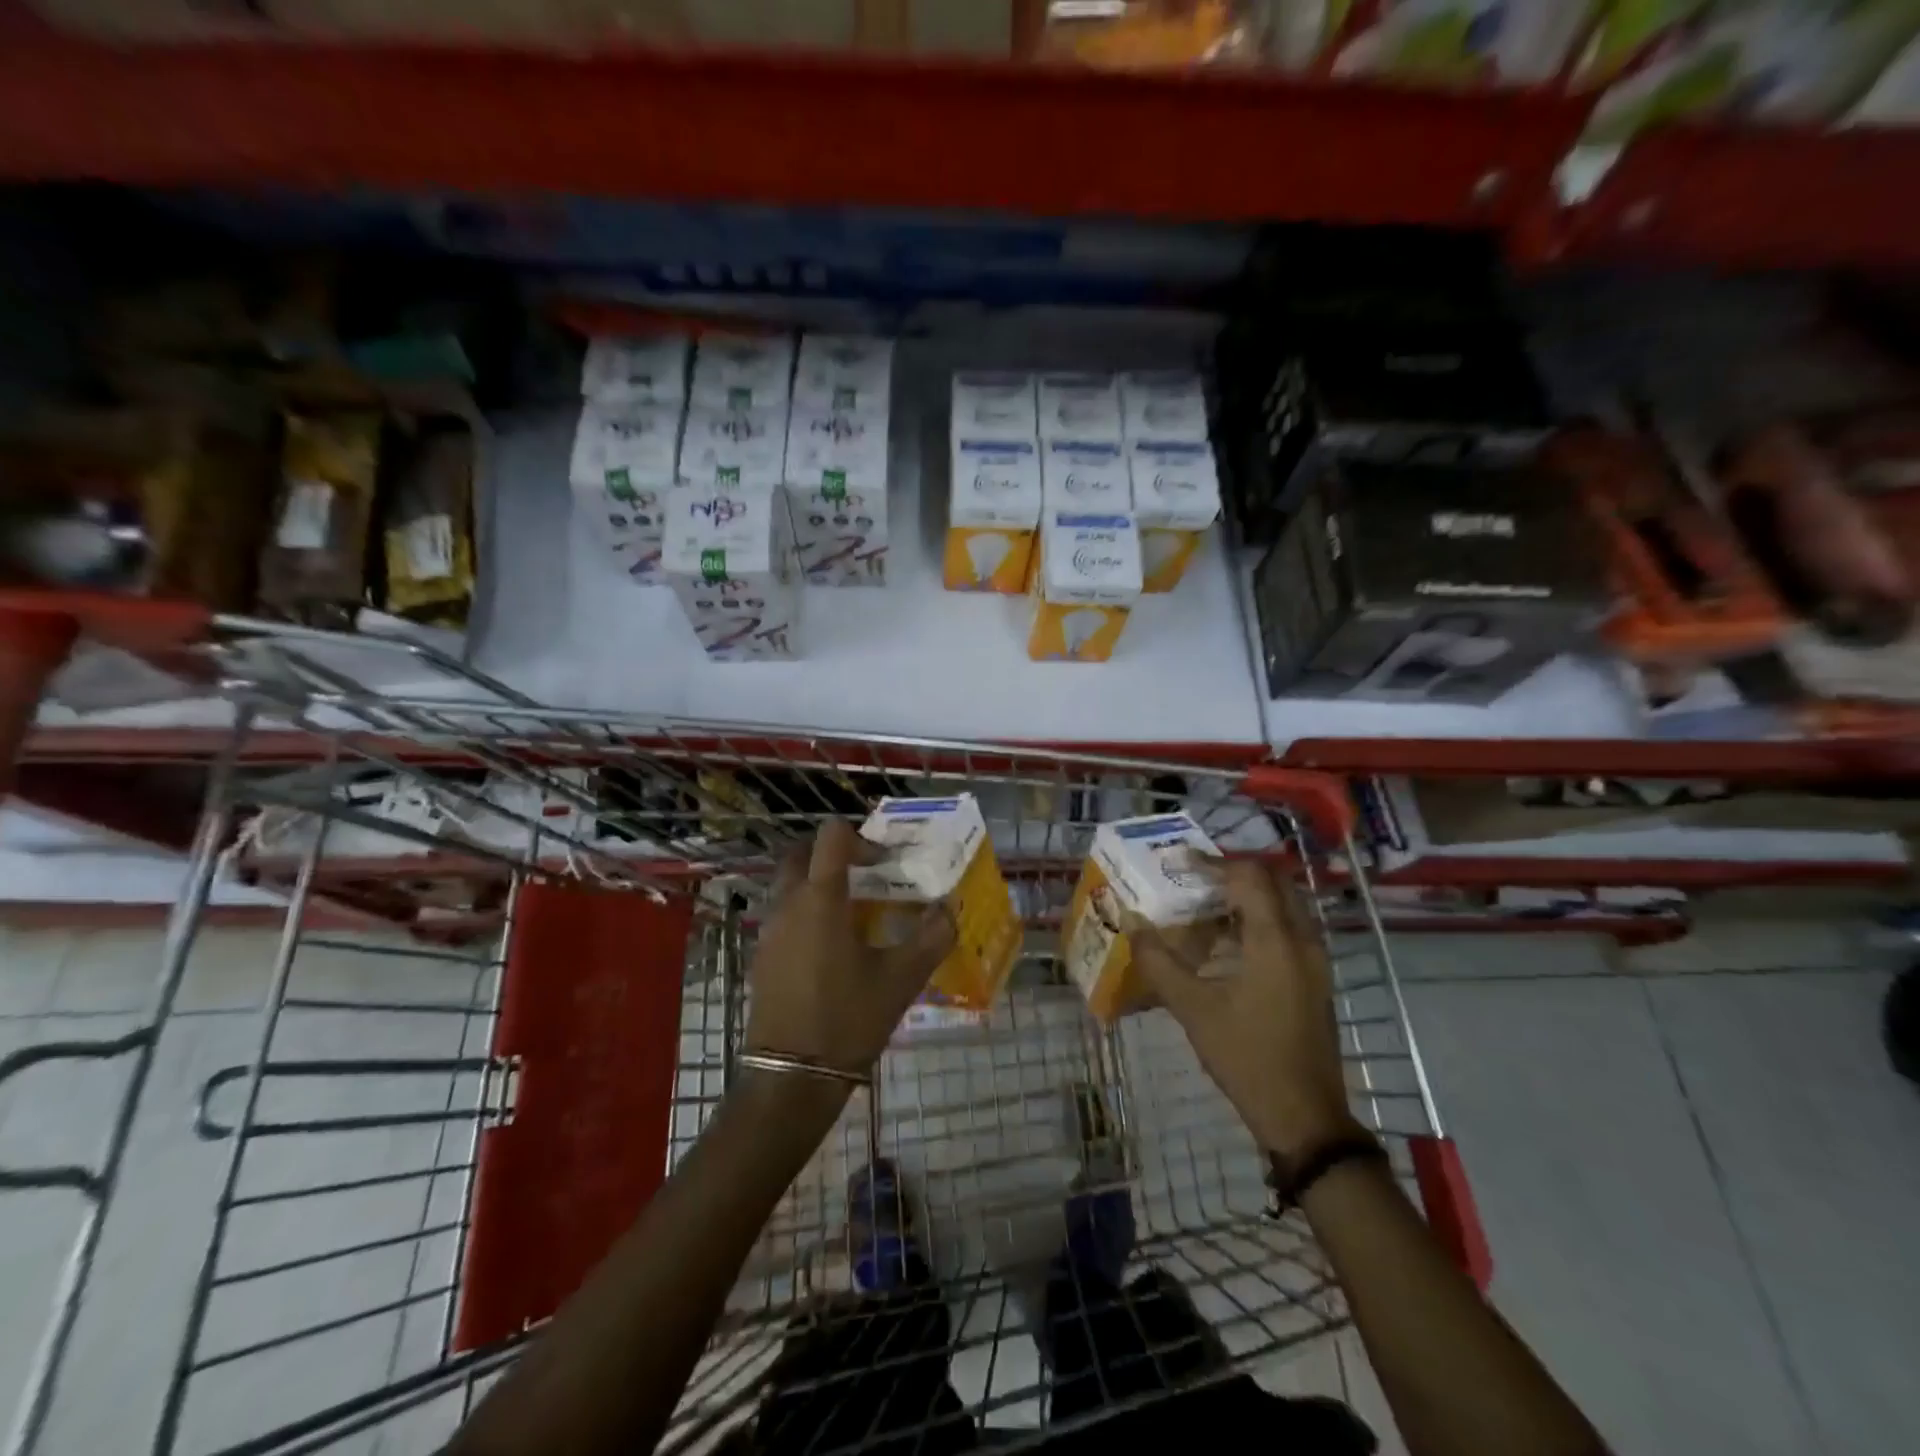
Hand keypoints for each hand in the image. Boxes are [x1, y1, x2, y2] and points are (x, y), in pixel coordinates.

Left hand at [743, 821, 955, 1077]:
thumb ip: (932, 937)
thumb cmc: (848, 1019)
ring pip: (789, 884)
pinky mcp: (762, 956)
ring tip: (855, 910)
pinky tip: (834, 945)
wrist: (791, 1078)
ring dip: (818, 882)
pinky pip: (783, 913)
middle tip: (866, 874)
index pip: (831, 836)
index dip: (861, 838)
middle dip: (832, 854)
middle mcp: (788, 904)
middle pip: (800, 853)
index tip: (885, 863)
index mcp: (821, 898)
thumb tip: (950, 909)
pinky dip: (806, 910)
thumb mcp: (901, 978)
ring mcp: (769, 930)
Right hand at [1130, 860, 1359, 1163]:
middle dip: (1233, 874)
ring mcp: (1314, 961)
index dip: (1212, 863)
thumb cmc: (1246, 1056)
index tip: (1178, 862)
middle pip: (1273, 883)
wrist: (1304, 1116)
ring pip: (1284, 907)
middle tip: (1194, 879)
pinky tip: (1225, 945)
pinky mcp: (1314, 980)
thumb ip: (1159, 961)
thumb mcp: (1193, 1008)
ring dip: (1247, 898)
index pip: (1249, 877)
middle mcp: (1302, 940)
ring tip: (1204, 907)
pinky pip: (1288, 931)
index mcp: (1275, 941)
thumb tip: (1131, 921)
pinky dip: (1258, 922)